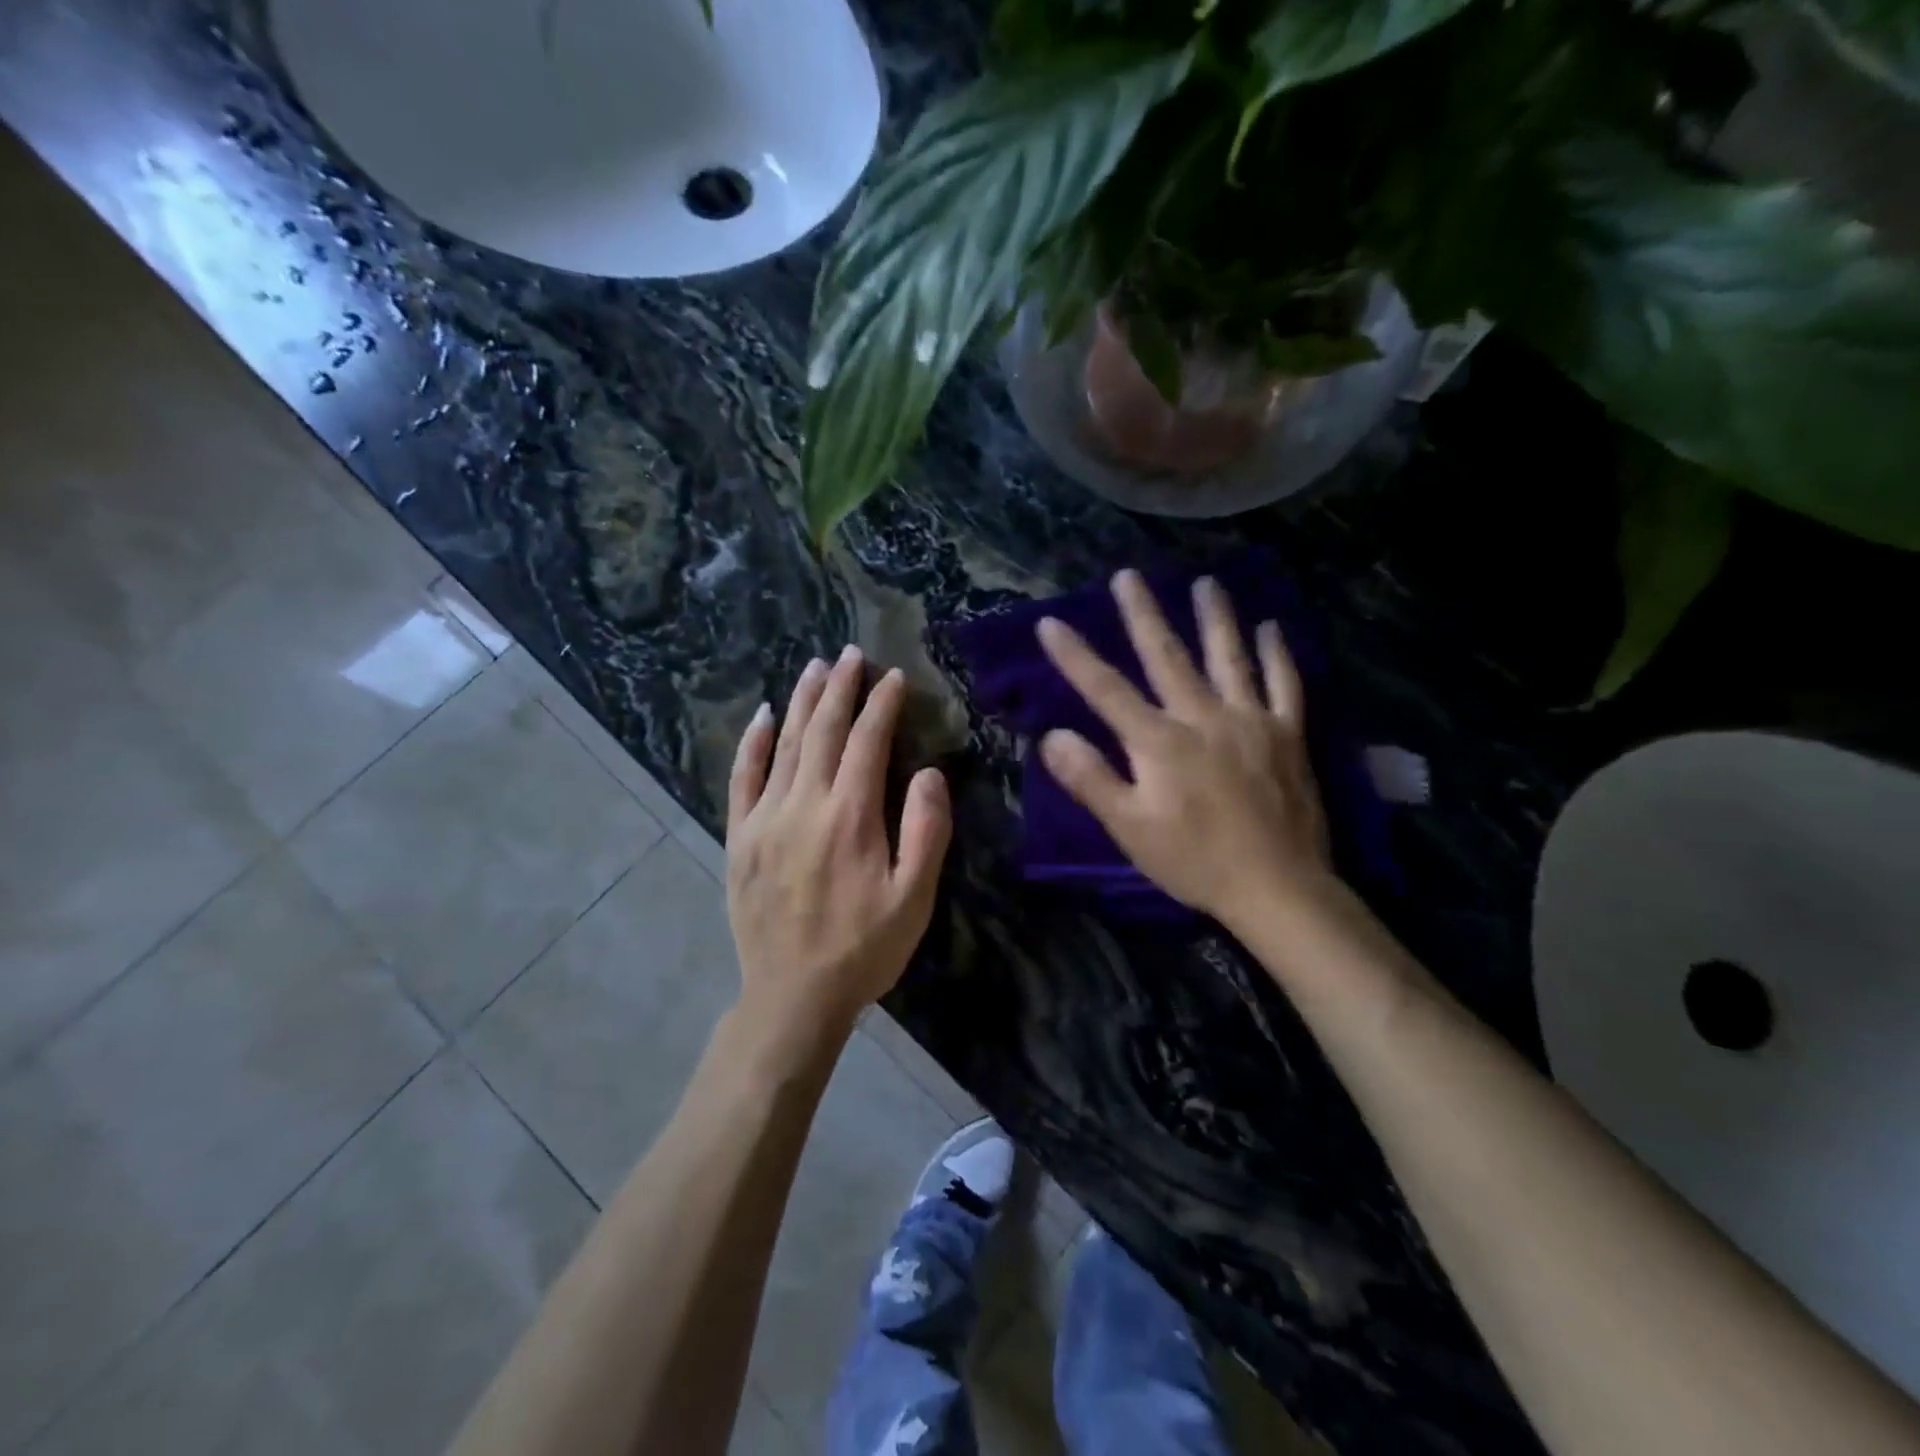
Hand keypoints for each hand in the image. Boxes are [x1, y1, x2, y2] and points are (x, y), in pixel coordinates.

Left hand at [725, 646, 952, 1046]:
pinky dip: (752, 742)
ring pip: (783, 743)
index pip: (867, 741)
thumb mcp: (915, 898)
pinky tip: (761, 715)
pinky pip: (742, 777)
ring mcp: (764, 817)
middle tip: (850, 653)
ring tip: (814, 667)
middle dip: (839, 687)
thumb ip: (926, 830)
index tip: (893, 677)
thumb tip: (926, 773)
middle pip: (822, 730)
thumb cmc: (864, 947)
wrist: (793, 995)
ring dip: (800, 701)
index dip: (882, 705)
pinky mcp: (739, 836)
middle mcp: (804, 803)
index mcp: (851, 816)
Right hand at [1036, 569, 1331, 929]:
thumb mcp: (1129, 828)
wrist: (1276, 888)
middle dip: (1143, 615)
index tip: (1051, 623)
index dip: (1076, 657)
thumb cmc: (1193, 860)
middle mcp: (1203, 717)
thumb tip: (1052, 736)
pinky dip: (1276, 654)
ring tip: (1205, 582)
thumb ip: (1090, 779)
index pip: (1107, 690)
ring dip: (1214, 617)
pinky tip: (1270, 628)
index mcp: (1159, 741)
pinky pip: (1283, 684)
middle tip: (1129, 576)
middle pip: (1167, 656)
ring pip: (1229, 657)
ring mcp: (1251, 720)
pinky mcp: (1287, 734)